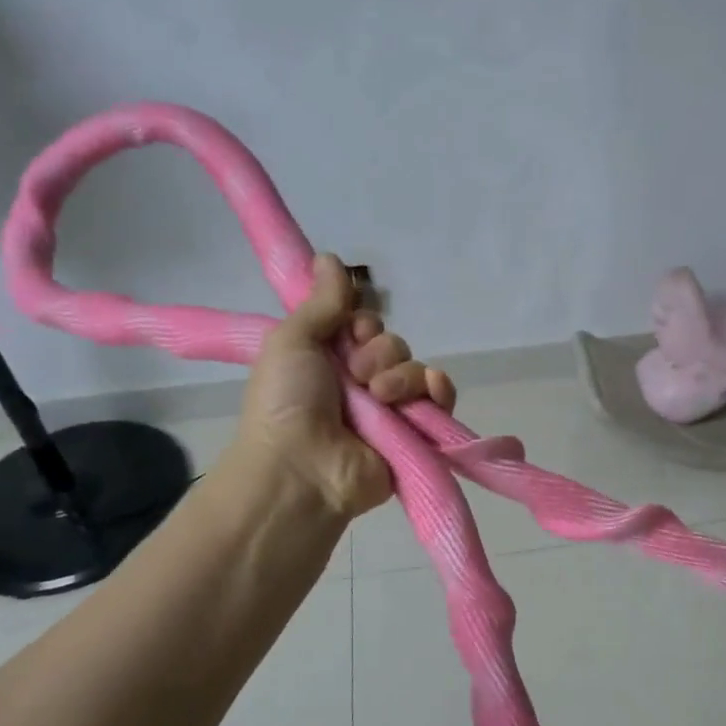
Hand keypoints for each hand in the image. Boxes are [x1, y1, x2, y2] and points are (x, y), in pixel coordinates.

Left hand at [231, 254, 454, 518]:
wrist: (301, 468)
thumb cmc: (286, 401)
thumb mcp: (292, 340)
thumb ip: (321, 302)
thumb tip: (330, 257)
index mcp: (330, 359)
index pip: (364, 324)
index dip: (361, 323)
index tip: (349, 333)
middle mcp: (361, 382)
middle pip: (392, 343)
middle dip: (378, 352)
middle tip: (356, 375)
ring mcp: (390, 409)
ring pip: (415, 367)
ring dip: (399, 375)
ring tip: (378, 398)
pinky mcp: (415, 433)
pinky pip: (439, 397)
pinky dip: (438, 390)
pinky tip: (429, 391)